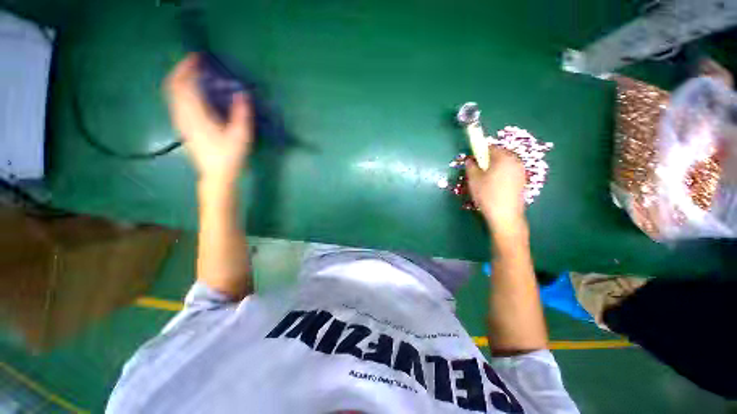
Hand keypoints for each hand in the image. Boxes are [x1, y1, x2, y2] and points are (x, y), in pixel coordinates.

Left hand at [165, 54, 253, 183]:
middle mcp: (183, 116)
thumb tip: (243, 94)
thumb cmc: (230, 157)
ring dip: (181, 80)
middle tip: (195, 63)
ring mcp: (181, 122)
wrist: (216, 175)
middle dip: (182, 70)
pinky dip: (181, 91)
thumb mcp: (241, 136)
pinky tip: (193, 92)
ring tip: (194, 74)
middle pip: (173, 86)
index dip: (189, 68)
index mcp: (196, 116)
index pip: (184, 85)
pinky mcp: (183, 127)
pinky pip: (176, 102)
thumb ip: (242, 114)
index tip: (198, 58)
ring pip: (172, 94)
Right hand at [466, 146, 526, 232]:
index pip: (490, 147)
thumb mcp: (473, 179)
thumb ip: (470, 165)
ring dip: (494, 168)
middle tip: (477, 172)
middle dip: (487, 160)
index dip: (479, 152)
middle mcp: (515, 161)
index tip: (473, 161)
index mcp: (504, 157)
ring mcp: (521, 171)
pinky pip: (509, 172)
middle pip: (499, 155)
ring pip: (504, 164)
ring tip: (485, 181)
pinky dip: (501, 175)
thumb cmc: (487, 194)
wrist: (505, 215)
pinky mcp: (522, 181)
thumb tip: (469, 159)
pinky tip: (494, 187)